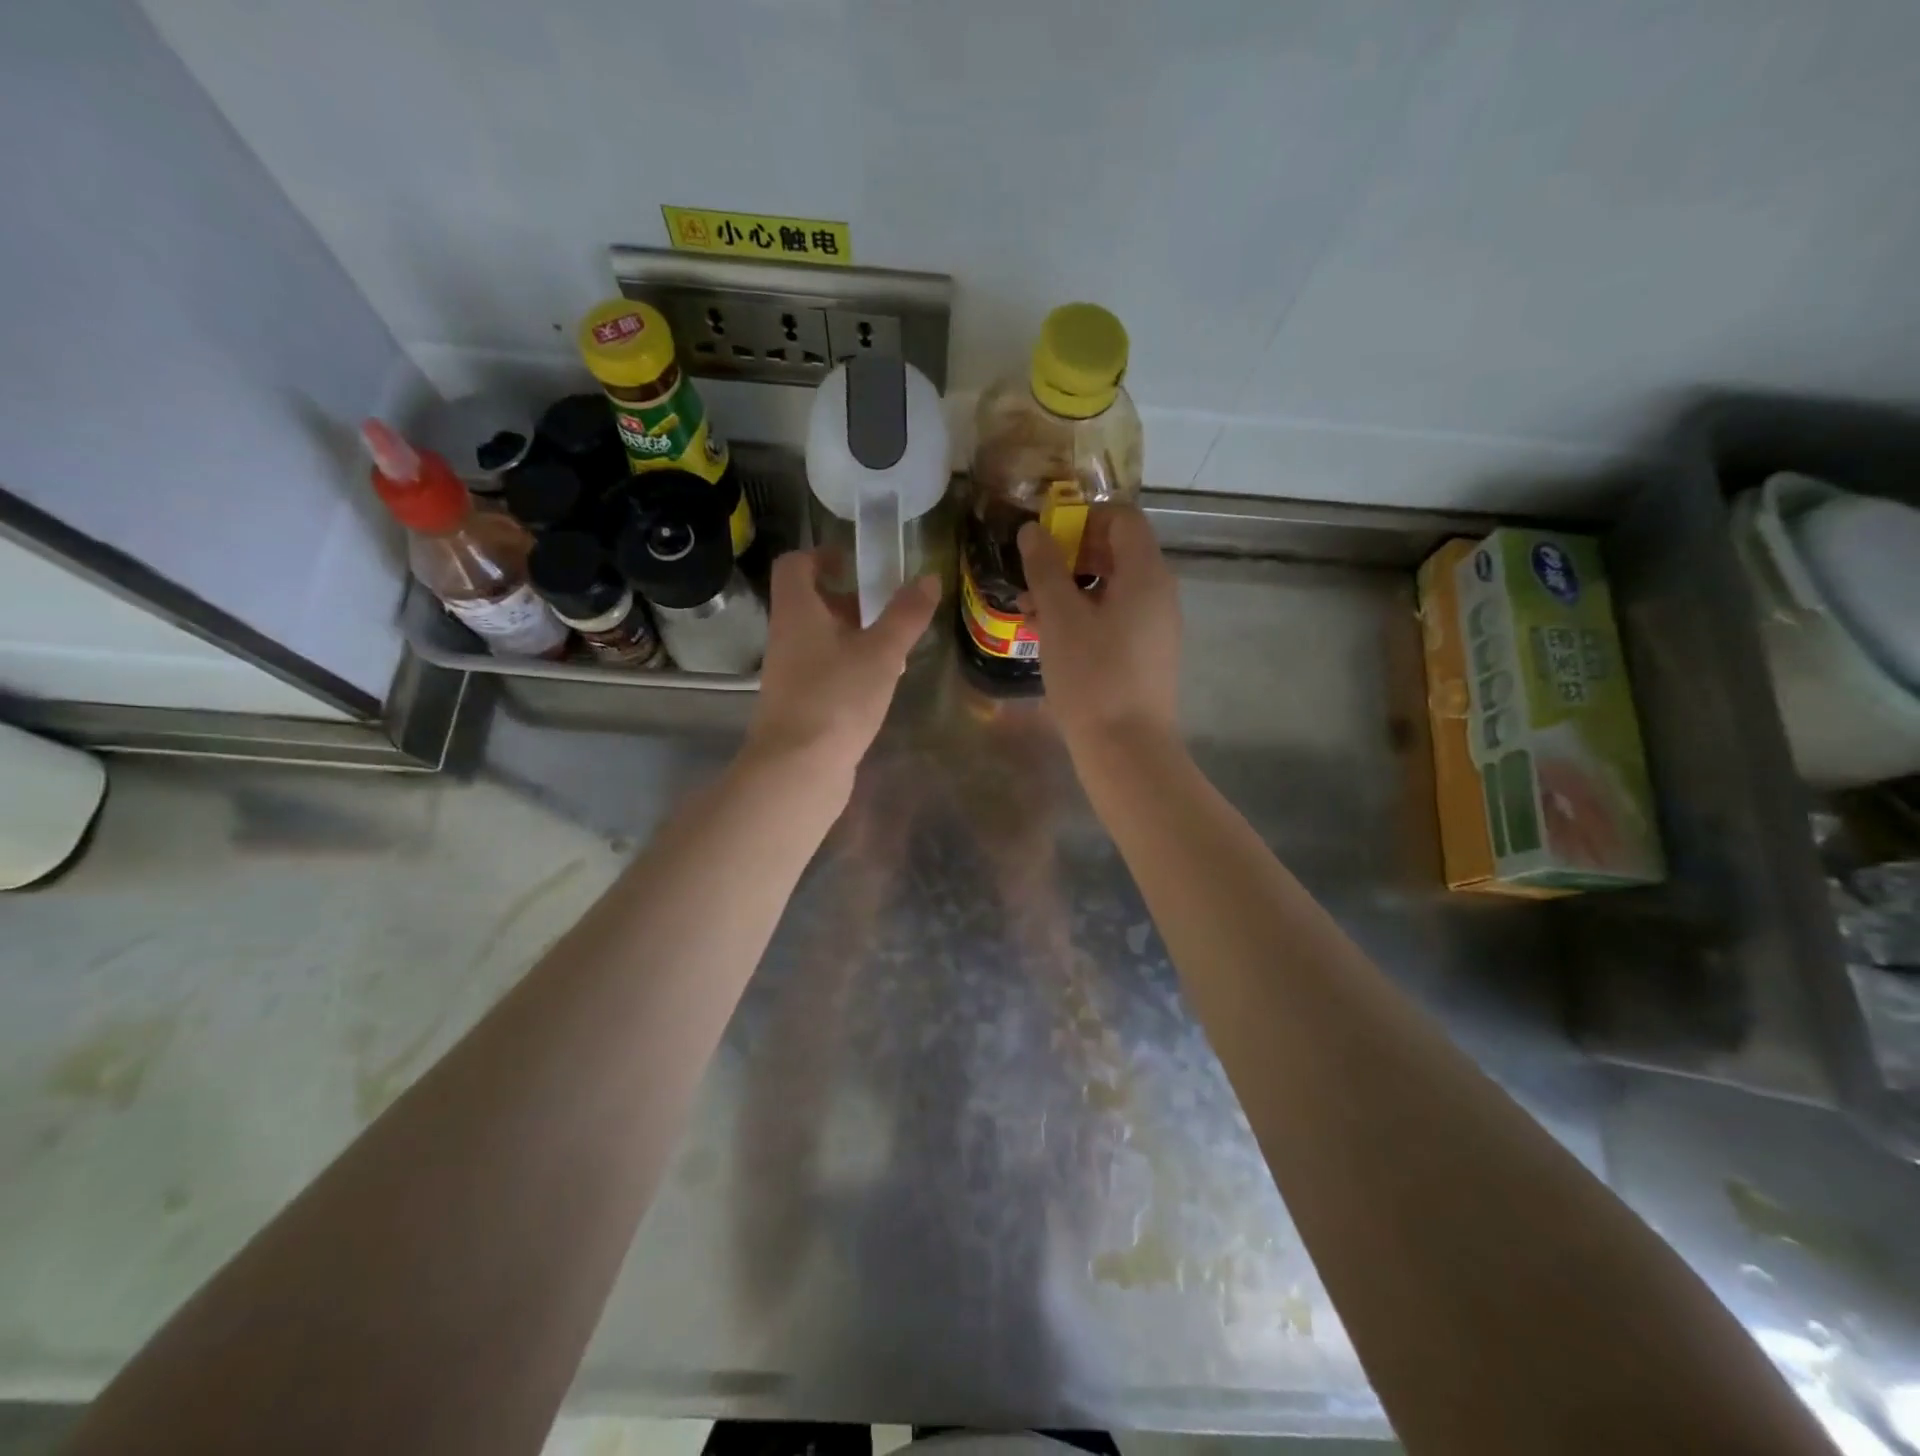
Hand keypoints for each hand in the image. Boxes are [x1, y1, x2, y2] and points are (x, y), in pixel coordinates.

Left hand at [744, 549, 939, 782]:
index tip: (855, 561)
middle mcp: (786, 637)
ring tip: (893, 648)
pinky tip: (879, 685)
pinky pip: (824, 671)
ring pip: (820, 640)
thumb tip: (928, 577)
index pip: (795, 565)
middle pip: (810, 603)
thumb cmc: (837, 698)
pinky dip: (849, 667)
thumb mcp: (882, 652)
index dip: (822, 555)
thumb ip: (906, 615)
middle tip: (886, 606)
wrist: (798, 769)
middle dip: (848, 600)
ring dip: (853, 636)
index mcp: (797, 612)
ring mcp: (789, 674)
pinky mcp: (799, 705)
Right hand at [1017, 506, 1180, 754]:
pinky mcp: (1146, 655)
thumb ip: (1045, 568)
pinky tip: (1049, 638)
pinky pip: (1115, 618)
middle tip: (1032, 577)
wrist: (1127, 749)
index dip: (1083, 518)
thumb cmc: (1092, 676)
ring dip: (1070, 590)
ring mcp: (1155, 626)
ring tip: (1029, 612)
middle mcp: (1159, 593)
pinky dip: (1083, 617)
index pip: (1122, 518)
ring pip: (1111, 589)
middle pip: (1116, 552)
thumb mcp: (1060, 618)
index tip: (1046, 539)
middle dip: (1070, 557)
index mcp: (1145, 574)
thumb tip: (1032, 530)